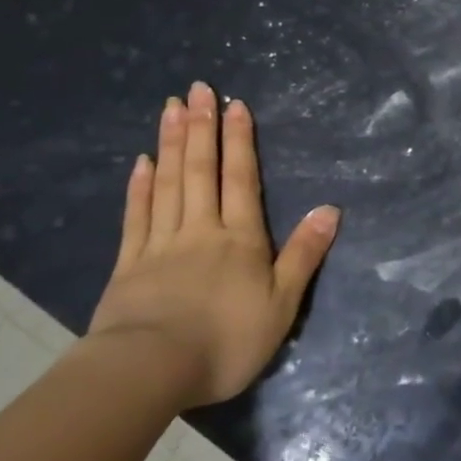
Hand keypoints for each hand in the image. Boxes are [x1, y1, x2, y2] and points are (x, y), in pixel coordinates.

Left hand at [90, 83, 340, 408]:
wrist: (151, 371)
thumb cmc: (227, 340)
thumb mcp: (282, 304)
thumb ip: (304, 254)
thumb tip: (331, 208)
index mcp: (240, 238)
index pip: (241, 179)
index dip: (239, 141)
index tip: (234, 105)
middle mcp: (201, 229)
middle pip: (201, 170)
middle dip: (201, 127)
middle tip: (197, 89)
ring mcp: (161, 244)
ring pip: (168, 183)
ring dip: (170, 143)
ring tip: (170, 108)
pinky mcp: (128, 265)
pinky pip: (136, 216)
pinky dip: (140, 187)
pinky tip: (140, 162)